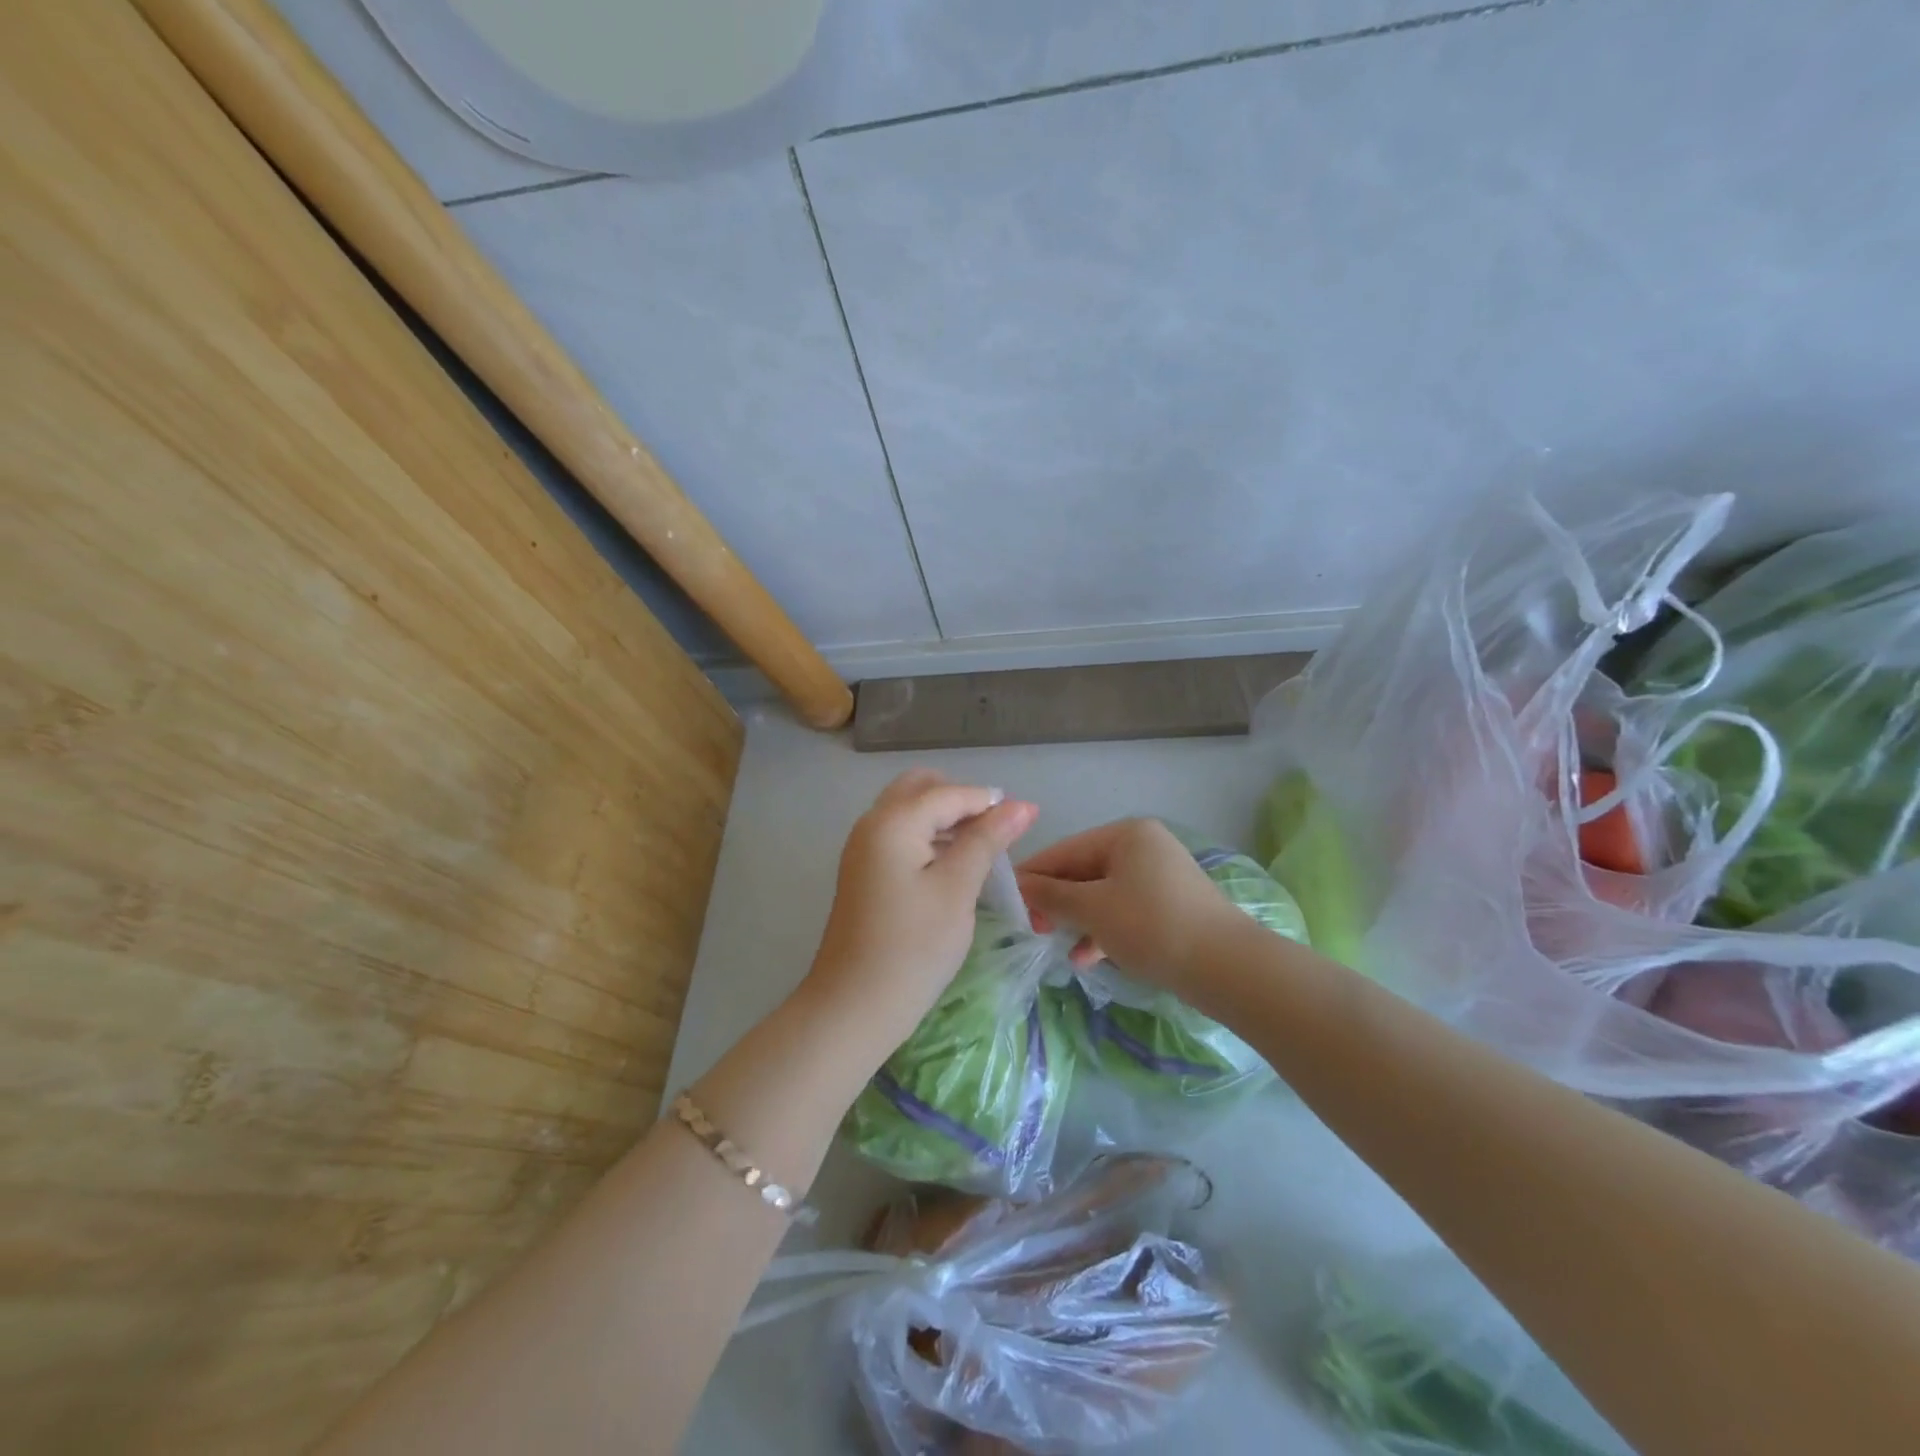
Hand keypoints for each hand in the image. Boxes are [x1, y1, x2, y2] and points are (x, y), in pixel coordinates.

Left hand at [802, 770, 1036, 1049]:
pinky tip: (952, 865)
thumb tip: (1021, 805)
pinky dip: (927, 837)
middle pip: (921, 789)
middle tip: (994, 833)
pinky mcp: (863, 871)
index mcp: (893, 821)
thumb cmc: (913, 946)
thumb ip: (987, 840)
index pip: (949, 792)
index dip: (990, 802)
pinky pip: (899, 835)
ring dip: (944, 818)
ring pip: (908, 811)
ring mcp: (863, 848)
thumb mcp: (957, 888)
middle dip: (960, 801)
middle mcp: (872, 823)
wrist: (854, 1006)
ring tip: (981, 850)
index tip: (1028, 820)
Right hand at [1016, 818, 1239, 996]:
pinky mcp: (1170, 906)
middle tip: (1031, 928)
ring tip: (1053, 944)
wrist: (1227, 967)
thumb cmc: (1152, 926)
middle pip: (1084, 871)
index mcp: (1125, 834)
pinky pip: (1125, 911)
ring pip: (1103, 894)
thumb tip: (1018, 885)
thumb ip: (1051, 896)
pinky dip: (1103, 929)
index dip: (1033, 876)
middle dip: (1056, 901)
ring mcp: (1160, 876)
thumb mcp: (1093, 909)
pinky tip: (1085, 958)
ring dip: (1077, 919)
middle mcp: (1144, 846)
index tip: (1006, 902)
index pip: (1064, 850)